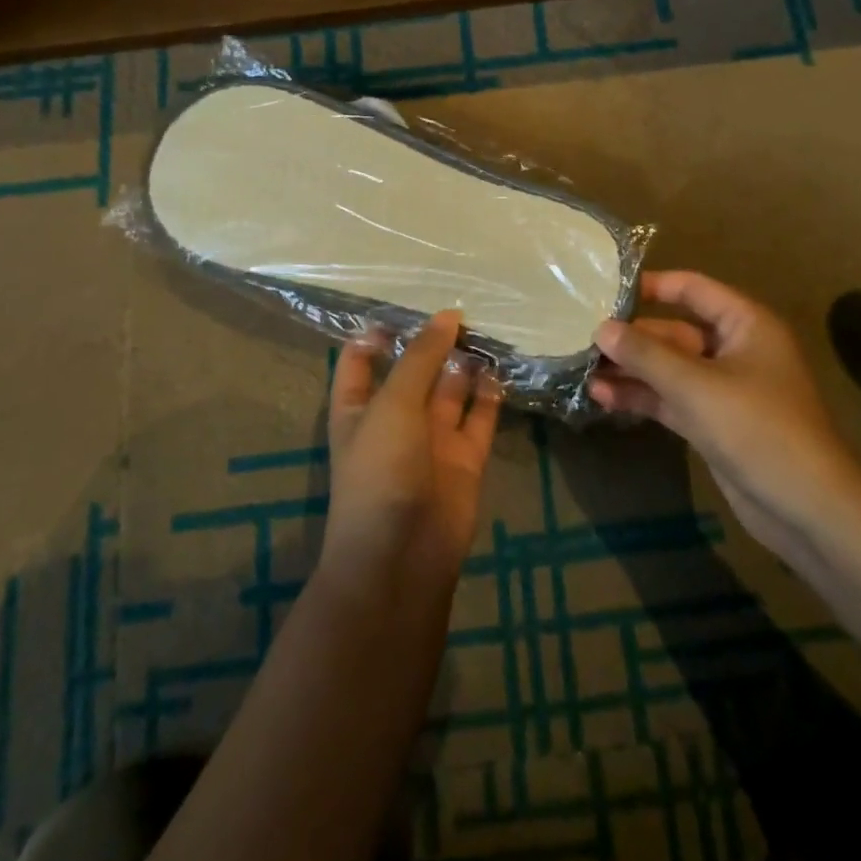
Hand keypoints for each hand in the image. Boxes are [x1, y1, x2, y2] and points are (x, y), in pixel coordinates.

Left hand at [323, 310, 502, 578]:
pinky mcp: (464, 458)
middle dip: (433, 342)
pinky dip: (490, 395)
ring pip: (450, 390)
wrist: (403, 554)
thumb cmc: (381, 470)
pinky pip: (479, 418)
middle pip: (414, 370)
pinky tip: (501, 368)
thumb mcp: (393, 405)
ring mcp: (431, 439)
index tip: (406, 306)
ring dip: (464, 364)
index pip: (360, 360)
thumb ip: (420, 358)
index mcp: (359, 407)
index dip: (377, 334)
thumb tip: (447, 315)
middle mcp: (395, 418)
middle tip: (463, 308)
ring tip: (486, 330)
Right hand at [592, 271, 860, 564]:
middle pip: (674, 332)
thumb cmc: (757, 429)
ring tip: (583, 370)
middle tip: (581, 338)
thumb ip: (646, 355)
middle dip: (632, 337)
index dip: (650, 286)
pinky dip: (643, 397)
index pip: (692, 289)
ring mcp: (723, 389)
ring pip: (669, 369)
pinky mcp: (713, 423)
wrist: (805, 507)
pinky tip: (603, 398)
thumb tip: (601, 328)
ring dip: (631, 370)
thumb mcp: (696, 386)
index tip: (605, 291)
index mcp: (745, 324)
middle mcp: (734, 349)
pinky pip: (672, 399)